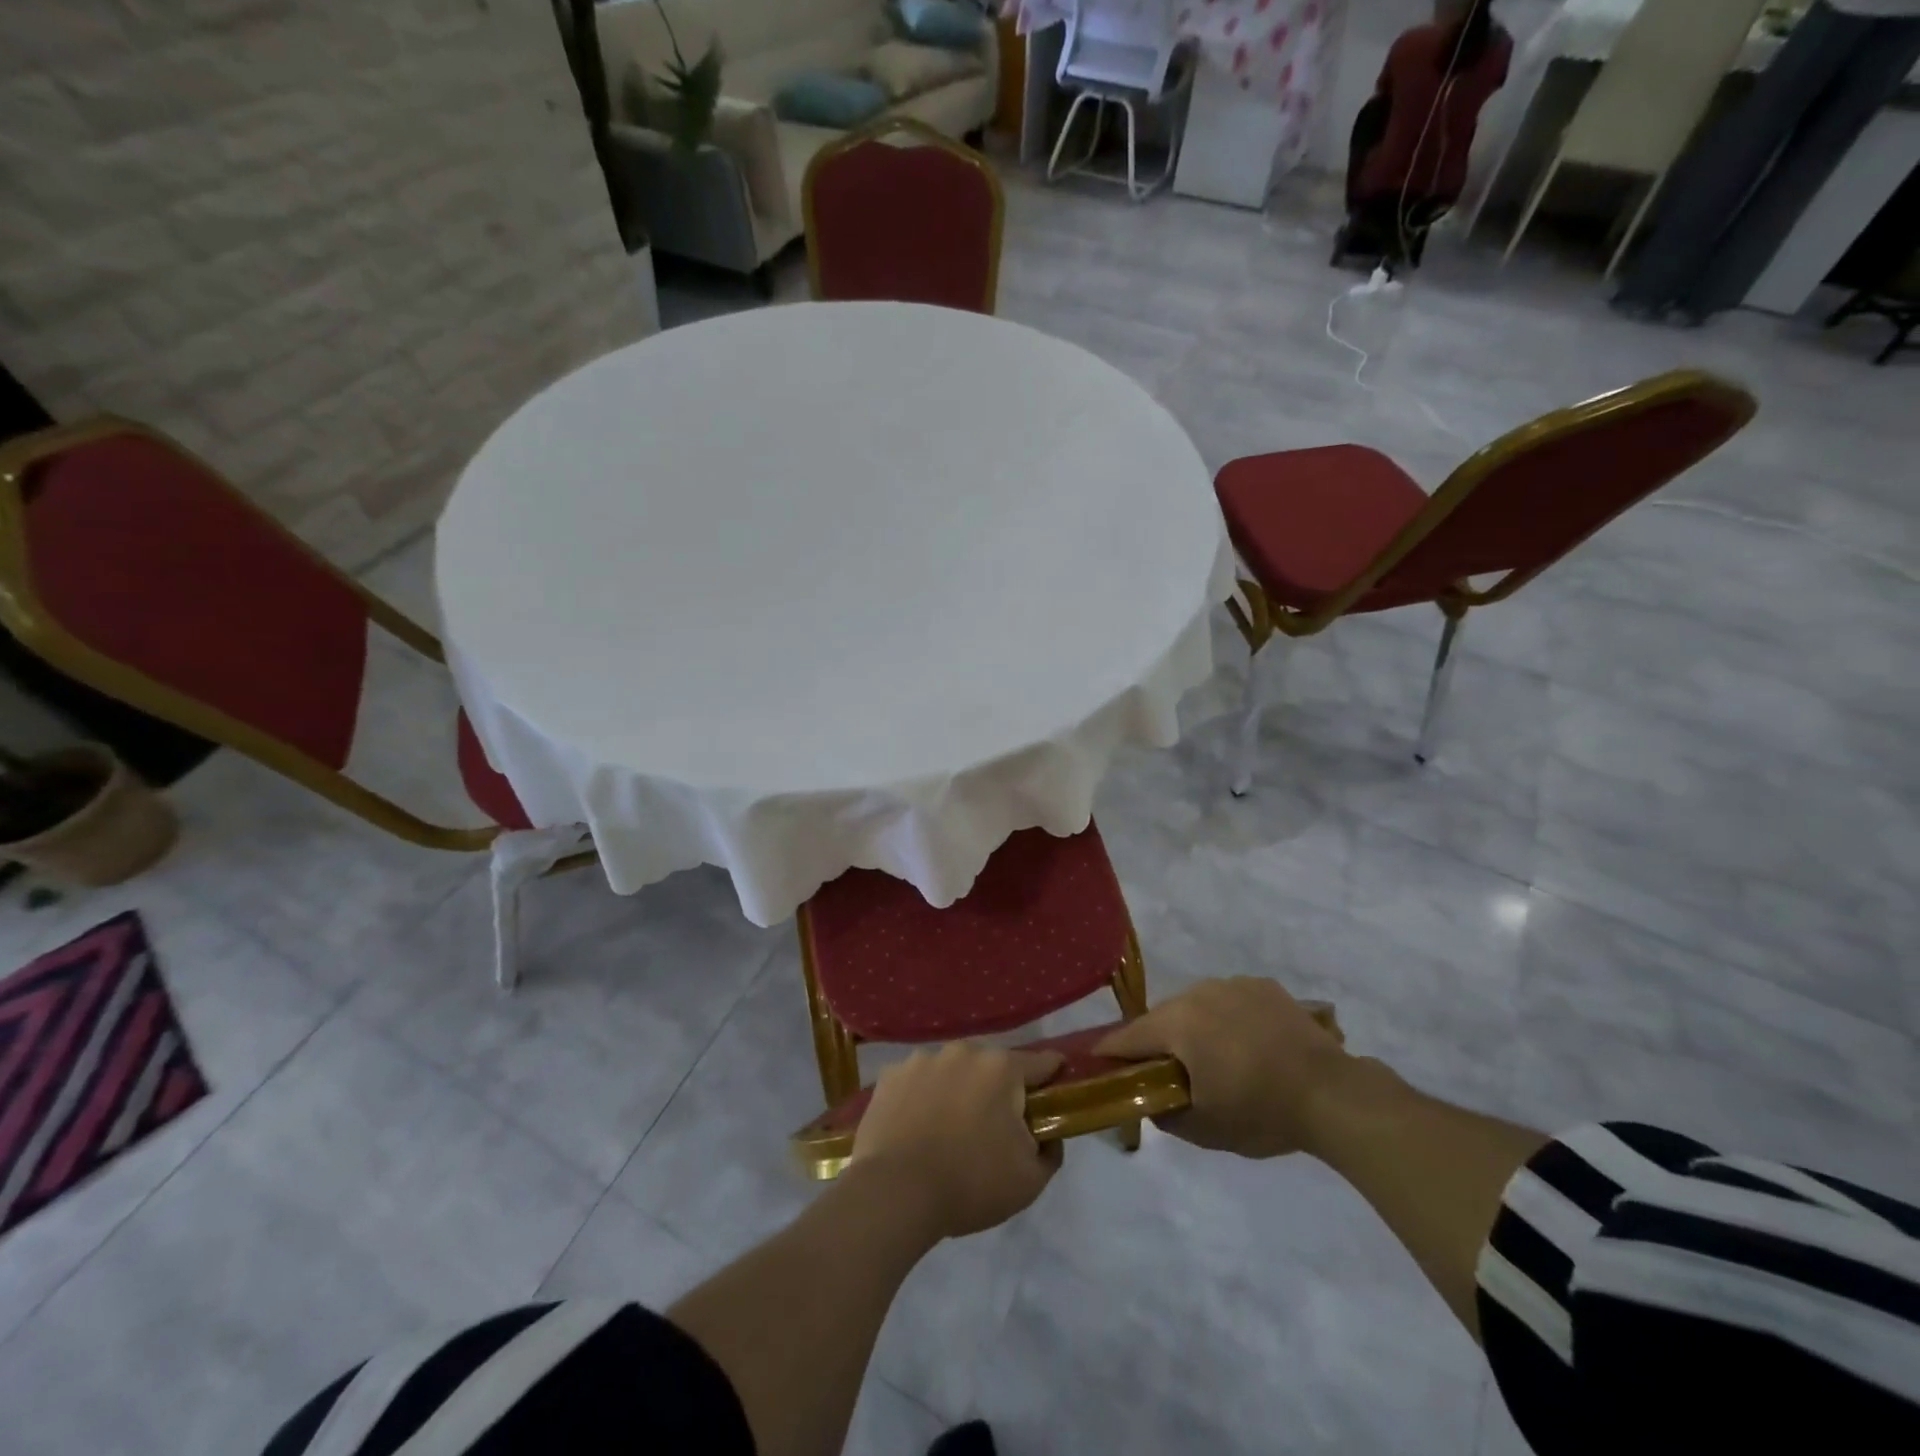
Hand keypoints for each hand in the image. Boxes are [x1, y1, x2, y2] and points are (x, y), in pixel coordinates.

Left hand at [850, 1043, 1064, 1240]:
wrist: (896, 1192)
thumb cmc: (971, 1183)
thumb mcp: (1030, 1181)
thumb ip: (1050, 1150)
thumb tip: (1047, 1134)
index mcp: (1001, 1068)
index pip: (1040, 1063)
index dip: (1052, 1075)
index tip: (1054, 1089)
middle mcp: (963, 1052)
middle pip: (991, 1067)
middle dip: (997, 1090)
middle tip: (993, 1127)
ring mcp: (923, 1059)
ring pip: (952, 1071)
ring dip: (957, 1090)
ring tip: (948, 1130)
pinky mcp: (891, 1075)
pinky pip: (918, 1081)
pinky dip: (922, 1097)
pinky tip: (917, 1128)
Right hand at [1096, 977, 1350, 1158]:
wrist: (1333, 1093)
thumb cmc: (1261, 1111)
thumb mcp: (1205, 1128)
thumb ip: (1165, 1113)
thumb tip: (1149, 1100)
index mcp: (1177, 1022)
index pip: (1128, 1037)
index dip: (1111, 1054)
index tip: (1100, 1066)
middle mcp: (1198, 992)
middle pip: (1162, 1018)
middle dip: (1157, 1043)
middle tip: (1167, 1074)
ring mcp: (1232, 984)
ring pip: (1196, 1006)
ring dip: (1194, 1028)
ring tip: (1214, 1059)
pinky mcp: (1263, 985)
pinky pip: (1229, 1000)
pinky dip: (1228, 1019)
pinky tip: (1248, 1045)